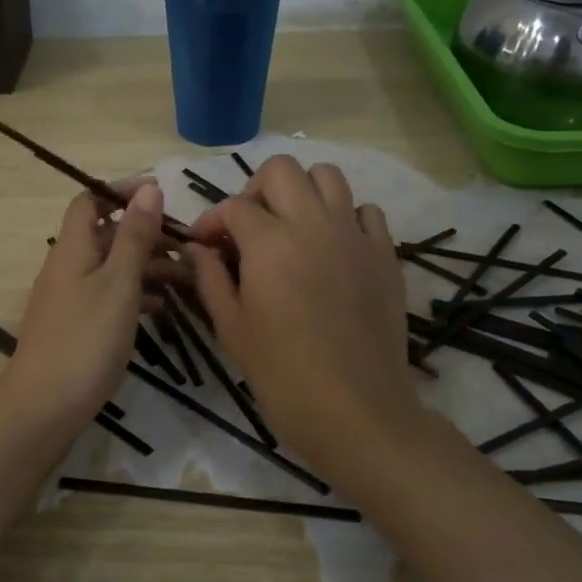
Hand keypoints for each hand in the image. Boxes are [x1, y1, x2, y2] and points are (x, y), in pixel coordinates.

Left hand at [2, 183, 180, 430]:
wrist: (44, 408)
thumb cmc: (85, 340)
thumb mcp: (118, 284)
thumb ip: (135, 236)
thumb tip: (149, 188)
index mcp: (73, 248)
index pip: (90, 200)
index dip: (121, 191)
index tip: (161, 195)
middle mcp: (68, 266)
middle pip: (107, 234)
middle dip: (146, 233)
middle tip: (187, 244)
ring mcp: (70, 298)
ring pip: (112, 267)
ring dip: (147, 266)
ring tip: (188, 277)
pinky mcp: (77, 326)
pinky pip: (110, 296)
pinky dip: (137, 295)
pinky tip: (164, 308)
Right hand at [186, 157, 420, 475]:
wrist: (357, 411)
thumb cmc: (282, 375)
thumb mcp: (232, 328)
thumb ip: (210, 278)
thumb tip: (196, 249)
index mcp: (269, 243)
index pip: (233, 207)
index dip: (211, 221)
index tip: (203, 245)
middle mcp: (314, 224)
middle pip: (282, 170)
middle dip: (255, 191)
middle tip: (248, 228)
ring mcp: (355, 236)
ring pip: (328, 176)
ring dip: (302, 192)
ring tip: (290, 228)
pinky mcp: (385, 254)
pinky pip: (365, 211)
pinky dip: (344, 216)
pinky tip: (332, 248)